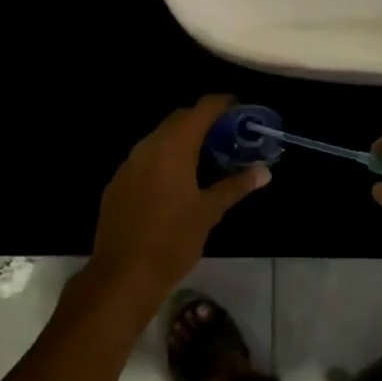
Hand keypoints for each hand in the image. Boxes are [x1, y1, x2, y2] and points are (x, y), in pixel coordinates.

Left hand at [89, 96, 268, 317]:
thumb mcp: (209, 212)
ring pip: (160, 138)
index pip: (202, 109)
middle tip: (227, 135)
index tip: (240, 109)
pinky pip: (145, 159)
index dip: (223, 104)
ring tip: (206, 158)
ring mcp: (129, 164)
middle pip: (180, 119)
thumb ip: (236, 186)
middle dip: (203, 121)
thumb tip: (264, 172)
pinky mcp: (117, 183)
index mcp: (173, 146)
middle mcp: (148, 146)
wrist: (122, 276)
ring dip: (183, 140)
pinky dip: (164, 159)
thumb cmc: (172, 240)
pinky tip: (175, 182)